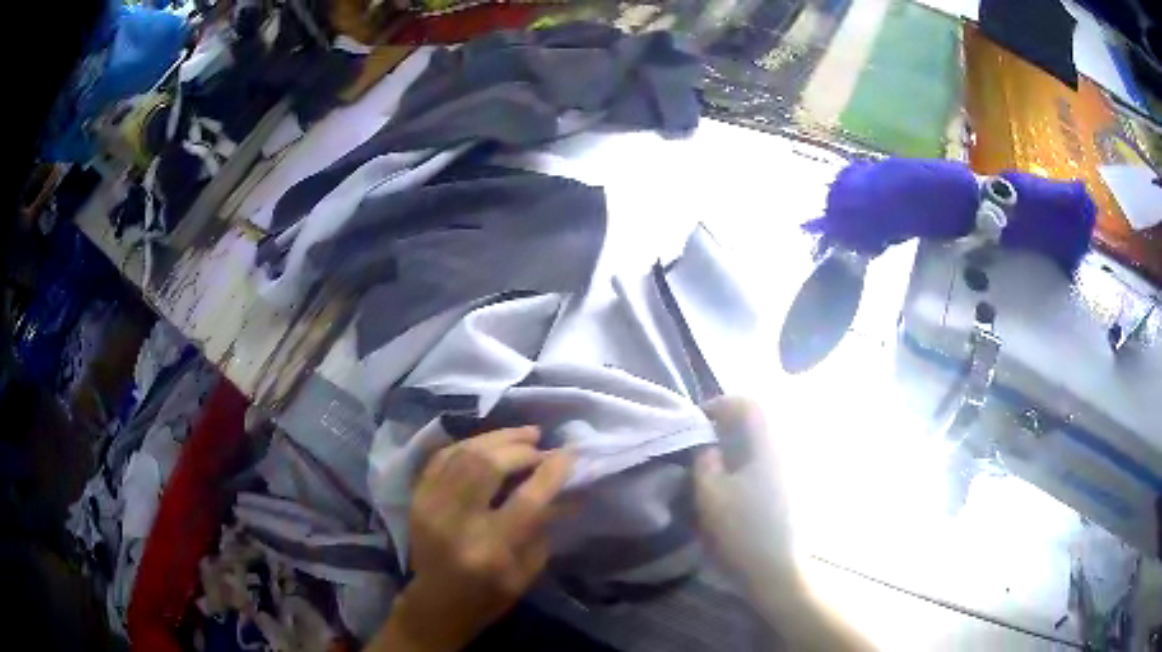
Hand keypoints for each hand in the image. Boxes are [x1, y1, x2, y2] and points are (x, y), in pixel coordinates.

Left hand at [370, 427, 573, 651]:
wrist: (434, 604)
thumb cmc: (488, 596)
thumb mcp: (527, 572)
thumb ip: (545, 529)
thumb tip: (568, 492)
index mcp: (490, 550)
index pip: (526, 500)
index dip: (551, 471)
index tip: (569, 453)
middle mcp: (456, 523)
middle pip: (488, 466)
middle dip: (521, 449)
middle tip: (542, 445)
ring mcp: (430, 506)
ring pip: (464, 454)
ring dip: (498, 438)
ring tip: (524, 434)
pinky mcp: (417, 498)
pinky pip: (442, 457)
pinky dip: (469, 444)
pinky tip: (489, 442)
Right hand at [694, 397, 796, 586]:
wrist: (777, 568)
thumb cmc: (742, 530)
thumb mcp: (711, 494)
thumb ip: (705, 461)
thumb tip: (708, 446)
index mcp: (768, 444)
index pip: (748, 404)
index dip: (720, 404)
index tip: (697, 420)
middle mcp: (786, 448)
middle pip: (760, 419)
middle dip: (730, 422)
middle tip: (705, 438)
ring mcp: (794, 468)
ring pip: (765, 439)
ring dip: (740, 440)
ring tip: (717, 459)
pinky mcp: (794, 486)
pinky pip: (771, 457)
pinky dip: (751, 457)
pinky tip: (736, 479)